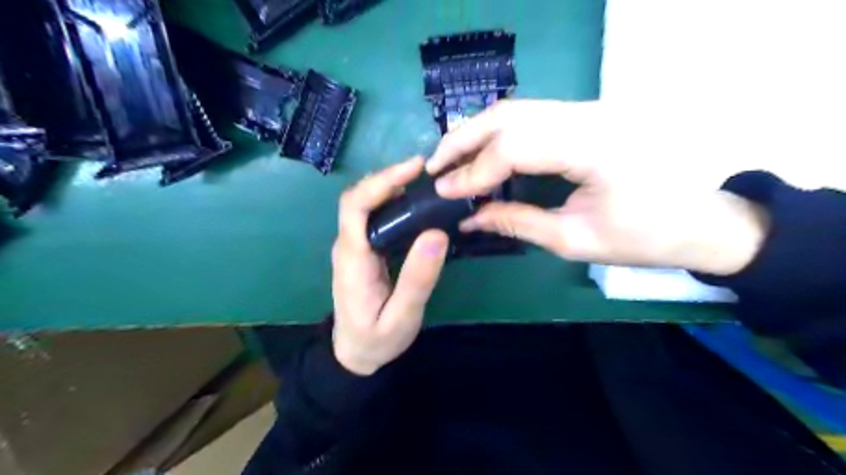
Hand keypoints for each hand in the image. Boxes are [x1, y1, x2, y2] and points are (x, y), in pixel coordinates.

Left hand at [329, 158, 449, 377]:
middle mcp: (347, 245)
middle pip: (358, 198)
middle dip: (388, 178)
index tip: (413, 169)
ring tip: (424, 181)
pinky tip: (415, 203)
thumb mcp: (403, 316)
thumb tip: (436, 234)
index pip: (356, 206)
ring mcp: (353, 247)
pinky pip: (373, 217)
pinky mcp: (362, 251)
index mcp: (353, 259)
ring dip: (390, 186)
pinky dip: (391, 202)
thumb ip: (418, 278)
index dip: (382, 181)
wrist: (353, 354)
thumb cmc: (377, 339)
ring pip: (365, 204)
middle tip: (425, 171)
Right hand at [430, 99, 768, 274]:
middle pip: (511, 113)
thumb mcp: (576, 240)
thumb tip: (469, 219)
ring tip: (450, 158)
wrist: (699, 220)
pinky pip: (532, 117)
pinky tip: (482, 152)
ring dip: (478, 131)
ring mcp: (590, 110)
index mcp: (595, 147)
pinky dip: (499, 133)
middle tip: (434, 165)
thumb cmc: (645, 238)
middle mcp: (591, 115)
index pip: (516, 145)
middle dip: (464, 138)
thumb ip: (517, 222)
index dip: (475, 169)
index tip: (446, 191)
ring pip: (518, 108)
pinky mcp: (587, 116)